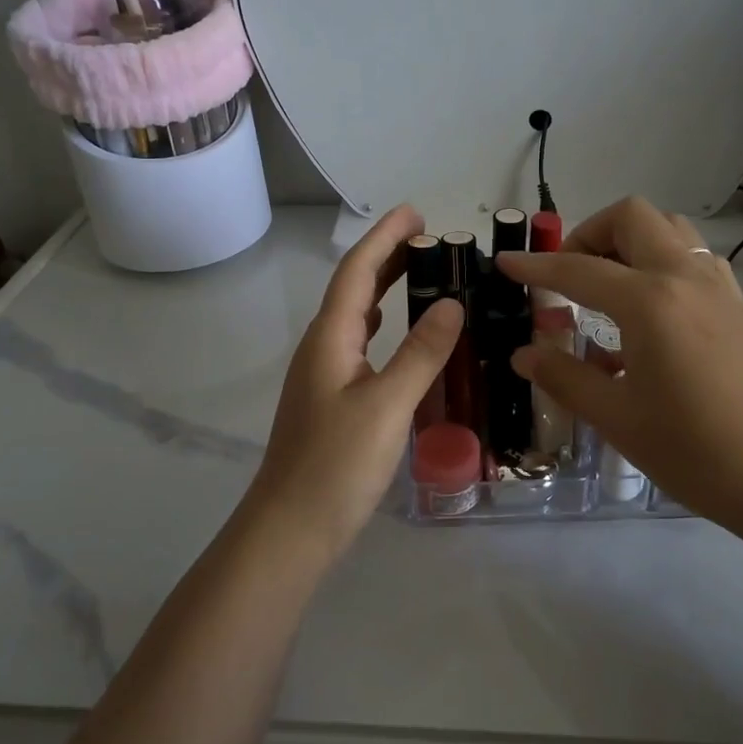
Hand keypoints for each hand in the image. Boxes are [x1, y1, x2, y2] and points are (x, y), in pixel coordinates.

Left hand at [241, 205, 462, 556]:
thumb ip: (421, 354)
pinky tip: (395, 332)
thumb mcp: (387, 406)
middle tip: (429, 237)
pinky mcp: (331, 400)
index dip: (385, 238)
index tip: (417, 213)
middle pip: (354, 288)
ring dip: (384, 287)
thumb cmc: (337, 466)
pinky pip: (359, 343)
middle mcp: (322, 348)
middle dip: (387, 256)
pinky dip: (381, 324)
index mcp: (331, 339)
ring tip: (420, 273)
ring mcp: (323, 375)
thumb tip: (452, 304)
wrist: (291, 530)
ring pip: (356, 316)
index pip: (358, 272)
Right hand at [496, 197, 742, 549]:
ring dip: (631, 241)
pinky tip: (649, 308)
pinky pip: (694, 257)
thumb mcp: (618, 418)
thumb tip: (525, 354)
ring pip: (670, 229)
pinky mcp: (737, 304)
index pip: (579, 270)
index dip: (536, 266)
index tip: (506, 263)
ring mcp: (718, 286)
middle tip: (569, 275)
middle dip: (591, 233)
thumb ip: (565, 377)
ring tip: (607, 285)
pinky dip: (662, 261)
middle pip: (633, 217)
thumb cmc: (694, 450)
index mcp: (650, 302)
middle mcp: (685, 277)